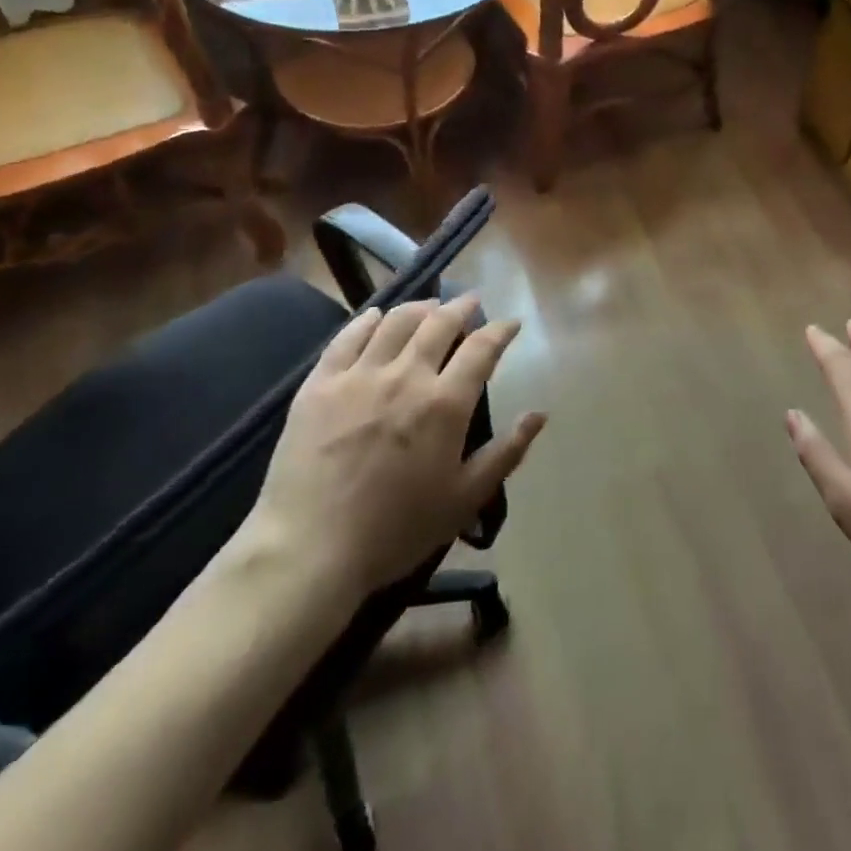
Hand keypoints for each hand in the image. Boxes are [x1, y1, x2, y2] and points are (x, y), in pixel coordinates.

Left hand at [240, 294, 545, 606]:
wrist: (310, 549)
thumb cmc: (397, 530)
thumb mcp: (464, 499)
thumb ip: (506, 453)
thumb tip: (539, 414)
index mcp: (445, 403)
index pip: (482, 348)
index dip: (500, 330)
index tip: (510, 323)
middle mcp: (406, 375)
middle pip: (439, 323)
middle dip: (461, 307)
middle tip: (471, 301)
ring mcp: (359, 375)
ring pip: (396, 322)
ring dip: (420, 307)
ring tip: (430, 306)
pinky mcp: (320, 383)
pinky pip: (347, 337)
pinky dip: (367, 320)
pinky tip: (376, 316)